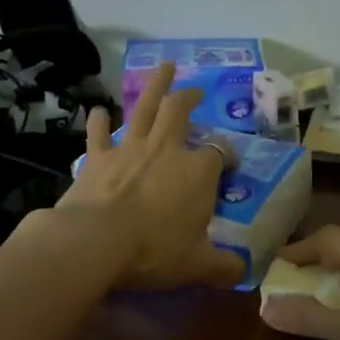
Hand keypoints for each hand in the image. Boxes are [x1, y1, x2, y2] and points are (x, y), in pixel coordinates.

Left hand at [52, 62, 244, 290]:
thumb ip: (223, 267)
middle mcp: (166, 150)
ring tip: (164, 67)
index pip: (219, 153)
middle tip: (195, 90)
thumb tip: (243, 273)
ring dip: (155, 85)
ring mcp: (129, 148)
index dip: (226, 155)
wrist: (96, 242)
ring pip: (145, 107)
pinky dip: (98, 120)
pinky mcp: (97, 157)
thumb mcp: (197, 265)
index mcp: (197, 172)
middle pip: (180, 110)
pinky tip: (98, 110)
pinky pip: (98, 132)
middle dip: (190, 96)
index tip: (229, 164)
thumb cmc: (154, 250)